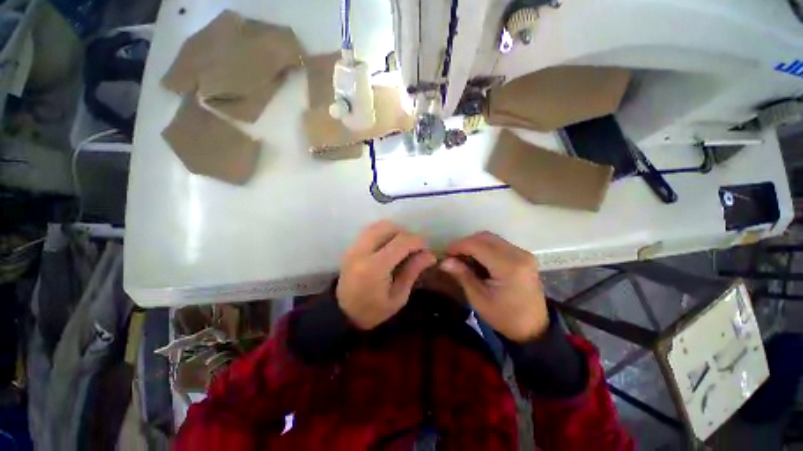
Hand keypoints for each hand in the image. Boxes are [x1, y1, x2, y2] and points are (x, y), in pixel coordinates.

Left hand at [337, 221, 436, 329]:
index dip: (417, 241)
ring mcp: (354, 247)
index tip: (426, 250)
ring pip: (378, 225)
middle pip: (388, 227)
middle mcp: (362, 251)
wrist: (342, 314)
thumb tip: (429, 255)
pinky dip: (384, 233)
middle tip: (413, 249)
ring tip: (402, 247)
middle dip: (406, 234)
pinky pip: (371, 230)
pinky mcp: (351, 246)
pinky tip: (389, 246)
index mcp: (375, 267)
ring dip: (395, 232)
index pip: (401, 242)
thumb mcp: (398, 297)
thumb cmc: (372, 311)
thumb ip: (412, 272)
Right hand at [440, 232, 547, 342]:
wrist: (534, 328)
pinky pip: (498, 244)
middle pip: (484, 237)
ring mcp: (523, 253)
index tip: (444, 254)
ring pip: (491, 238)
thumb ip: (462, 275)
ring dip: (474, 244)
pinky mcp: (523, 255)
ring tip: (462, 258)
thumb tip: (444, 261)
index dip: (458, 246)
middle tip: (452, 256)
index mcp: (508, 266)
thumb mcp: (479, 299)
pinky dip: (484, 248)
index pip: (477, 245)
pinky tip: (477, 260)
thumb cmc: (504, 317)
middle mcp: (518, 254)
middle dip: (465, 243)